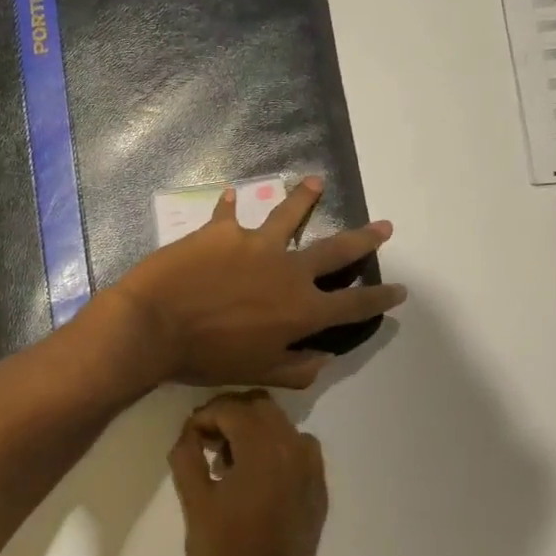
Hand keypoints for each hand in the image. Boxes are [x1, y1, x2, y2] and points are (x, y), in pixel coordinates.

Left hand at [110, 176, 405, 388]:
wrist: (155, 326)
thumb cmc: (207, 358)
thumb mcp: (259, 373)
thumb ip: (298, 369)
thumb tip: (325, 357)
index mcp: (302, 310)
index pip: (353, 305)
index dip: (379, 298)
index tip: (400, 290)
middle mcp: (288, 270)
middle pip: (335, 251)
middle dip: (364, 239)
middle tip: (384, 226)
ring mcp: (255, 244)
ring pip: (289, 214)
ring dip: (305, 197)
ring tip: (316, 182)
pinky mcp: (221, 230)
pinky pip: (229, 212)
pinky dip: (231, 203)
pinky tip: (233, 194)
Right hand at [168, 392, 327, 555]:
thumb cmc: (222, 553)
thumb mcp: (194, 502)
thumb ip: (187, 455)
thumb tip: (189, 432)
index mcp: (264, 450)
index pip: (231, 409)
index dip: (204, 417)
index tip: (189, 438)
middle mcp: (295, 450)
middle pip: (260, 407)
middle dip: (230, 416)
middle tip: (207, 443)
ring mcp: (312, 470)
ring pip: (281, 425)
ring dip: (253, 430)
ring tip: (229, 462)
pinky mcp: (318, 490)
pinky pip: (298, 449)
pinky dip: (276, 449)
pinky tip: (256, 477)